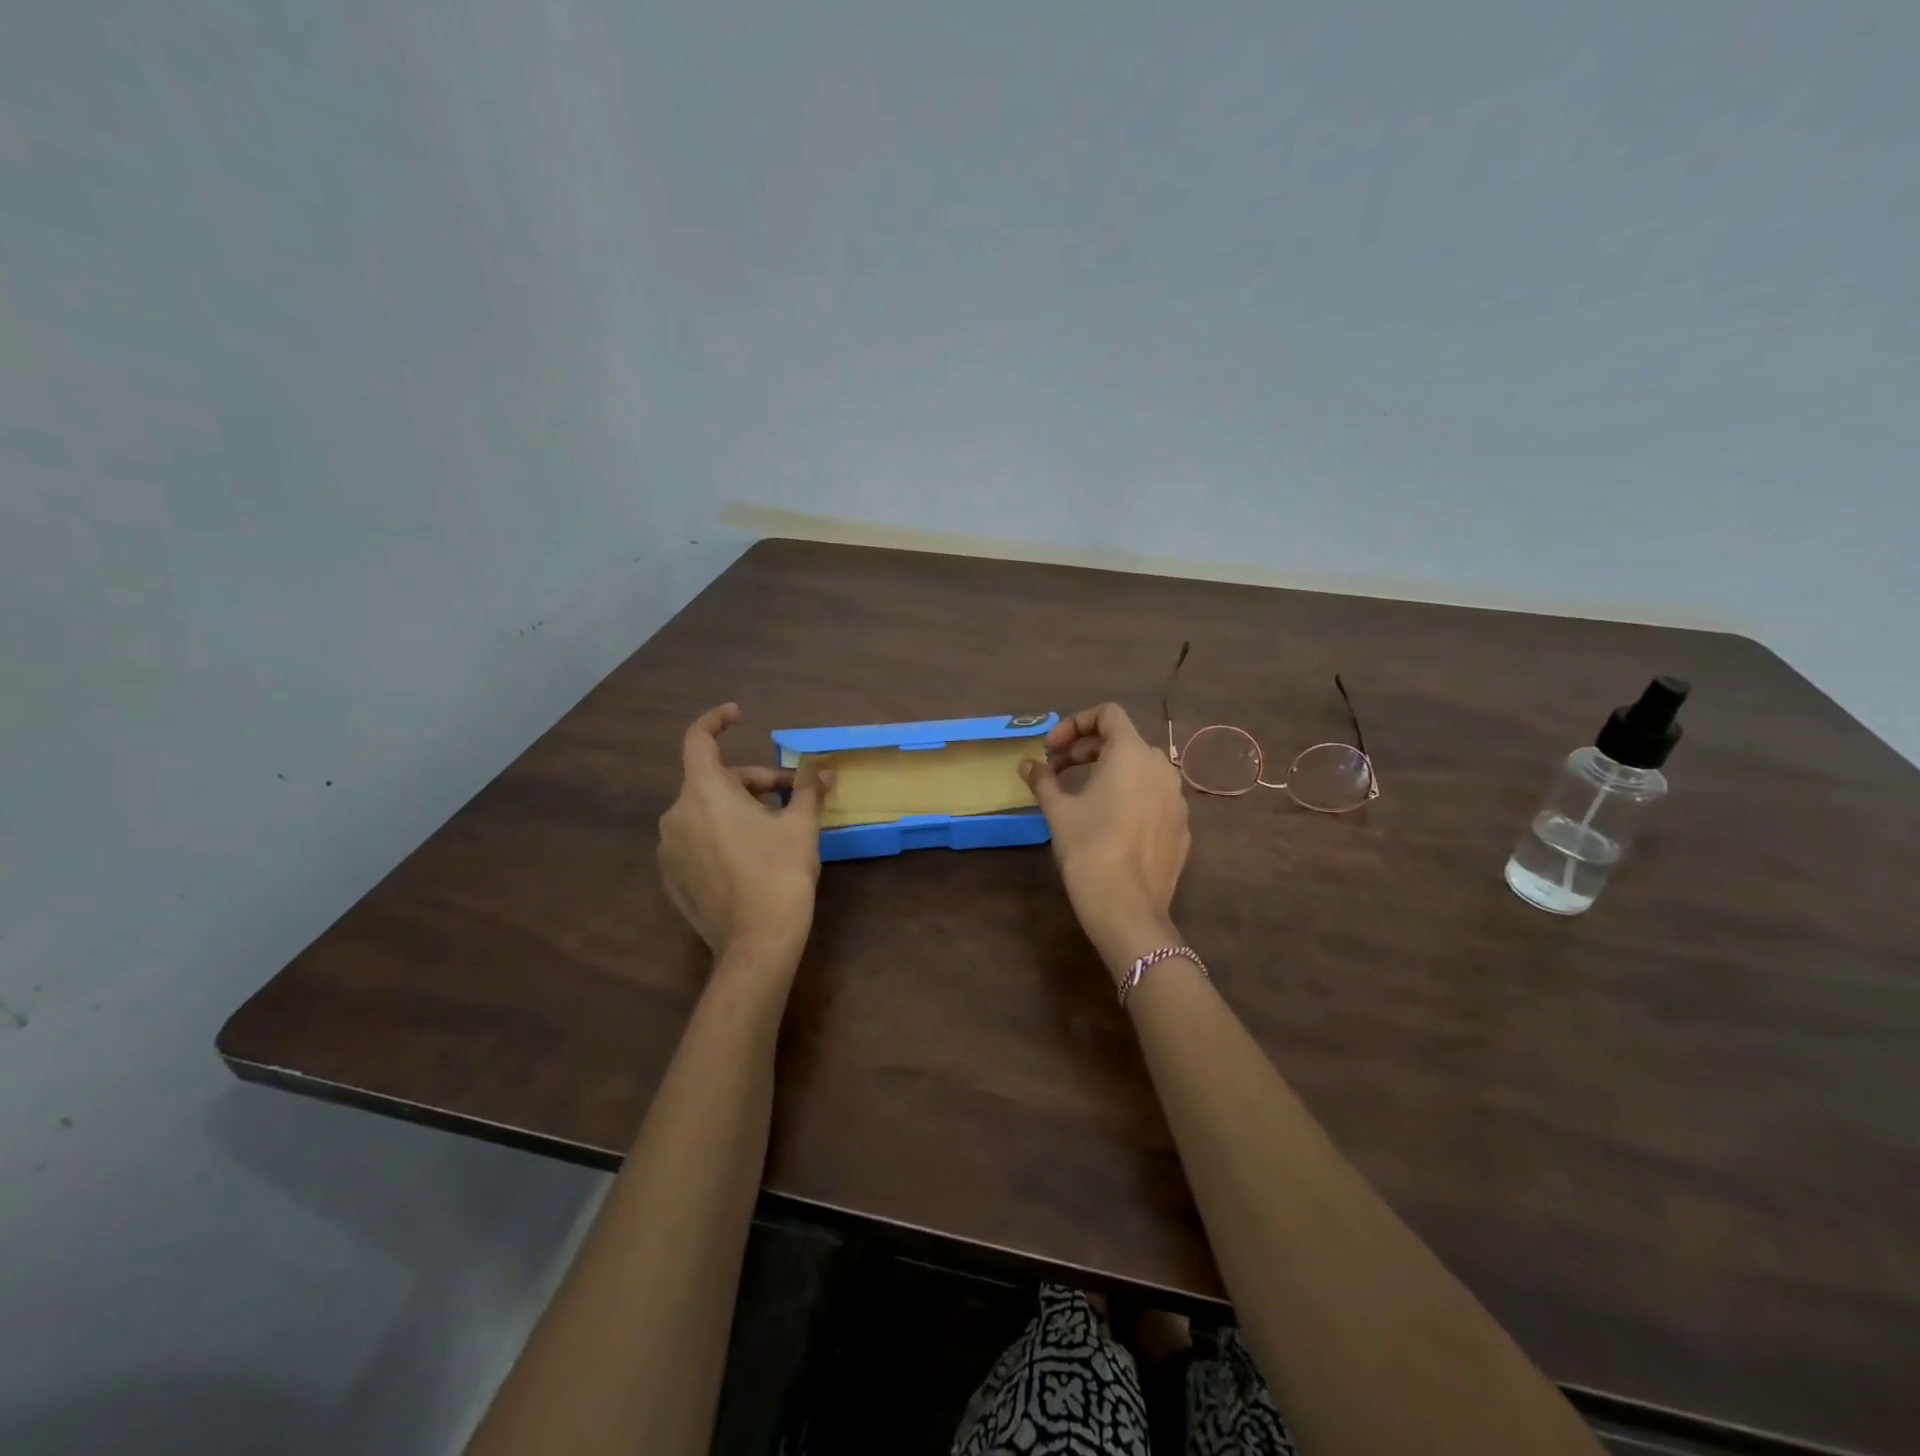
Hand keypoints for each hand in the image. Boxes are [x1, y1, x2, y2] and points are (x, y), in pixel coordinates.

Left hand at [657, 704, 832, 965]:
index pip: (698, 739)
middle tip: (793, 794)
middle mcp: (677, 815)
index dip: (716, 720)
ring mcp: (669, 850)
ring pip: (705, 812)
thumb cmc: (780, 873)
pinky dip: (721, 834)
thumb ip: (808, 789)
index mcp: (704, 793)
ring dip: (739, 808)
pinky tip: (752, 854)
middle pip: (713, 780)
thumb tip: (823, 767)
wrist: (757, 942)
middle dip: (754, 781)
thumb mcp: (801, 825)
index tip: (738, 714)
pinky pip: (696, 840)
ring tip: (776, 826)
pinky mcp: (672, 878)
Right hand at [1022, 703, 1190, 979]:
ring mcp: (1177, 798)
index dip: (1074, 723)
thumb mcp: (1058, 811)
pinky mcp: (1181, 826)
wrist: (1128, 909)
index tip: (1050, 749)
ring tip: (1080, 795)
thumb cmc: (1088, 850)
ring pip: (1140, 769)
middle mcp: (1161, 768)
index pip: (1108, 714)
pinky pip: (1153, 797)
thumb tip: (1027, 765)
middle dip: (1085, 750)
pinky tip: (1108, 823)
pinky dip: (1129, 796)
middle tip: (1055, 772)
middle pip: (1122, 741)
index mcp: (1132, 754)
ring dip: (1108, 772)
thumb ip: (1043, 780)